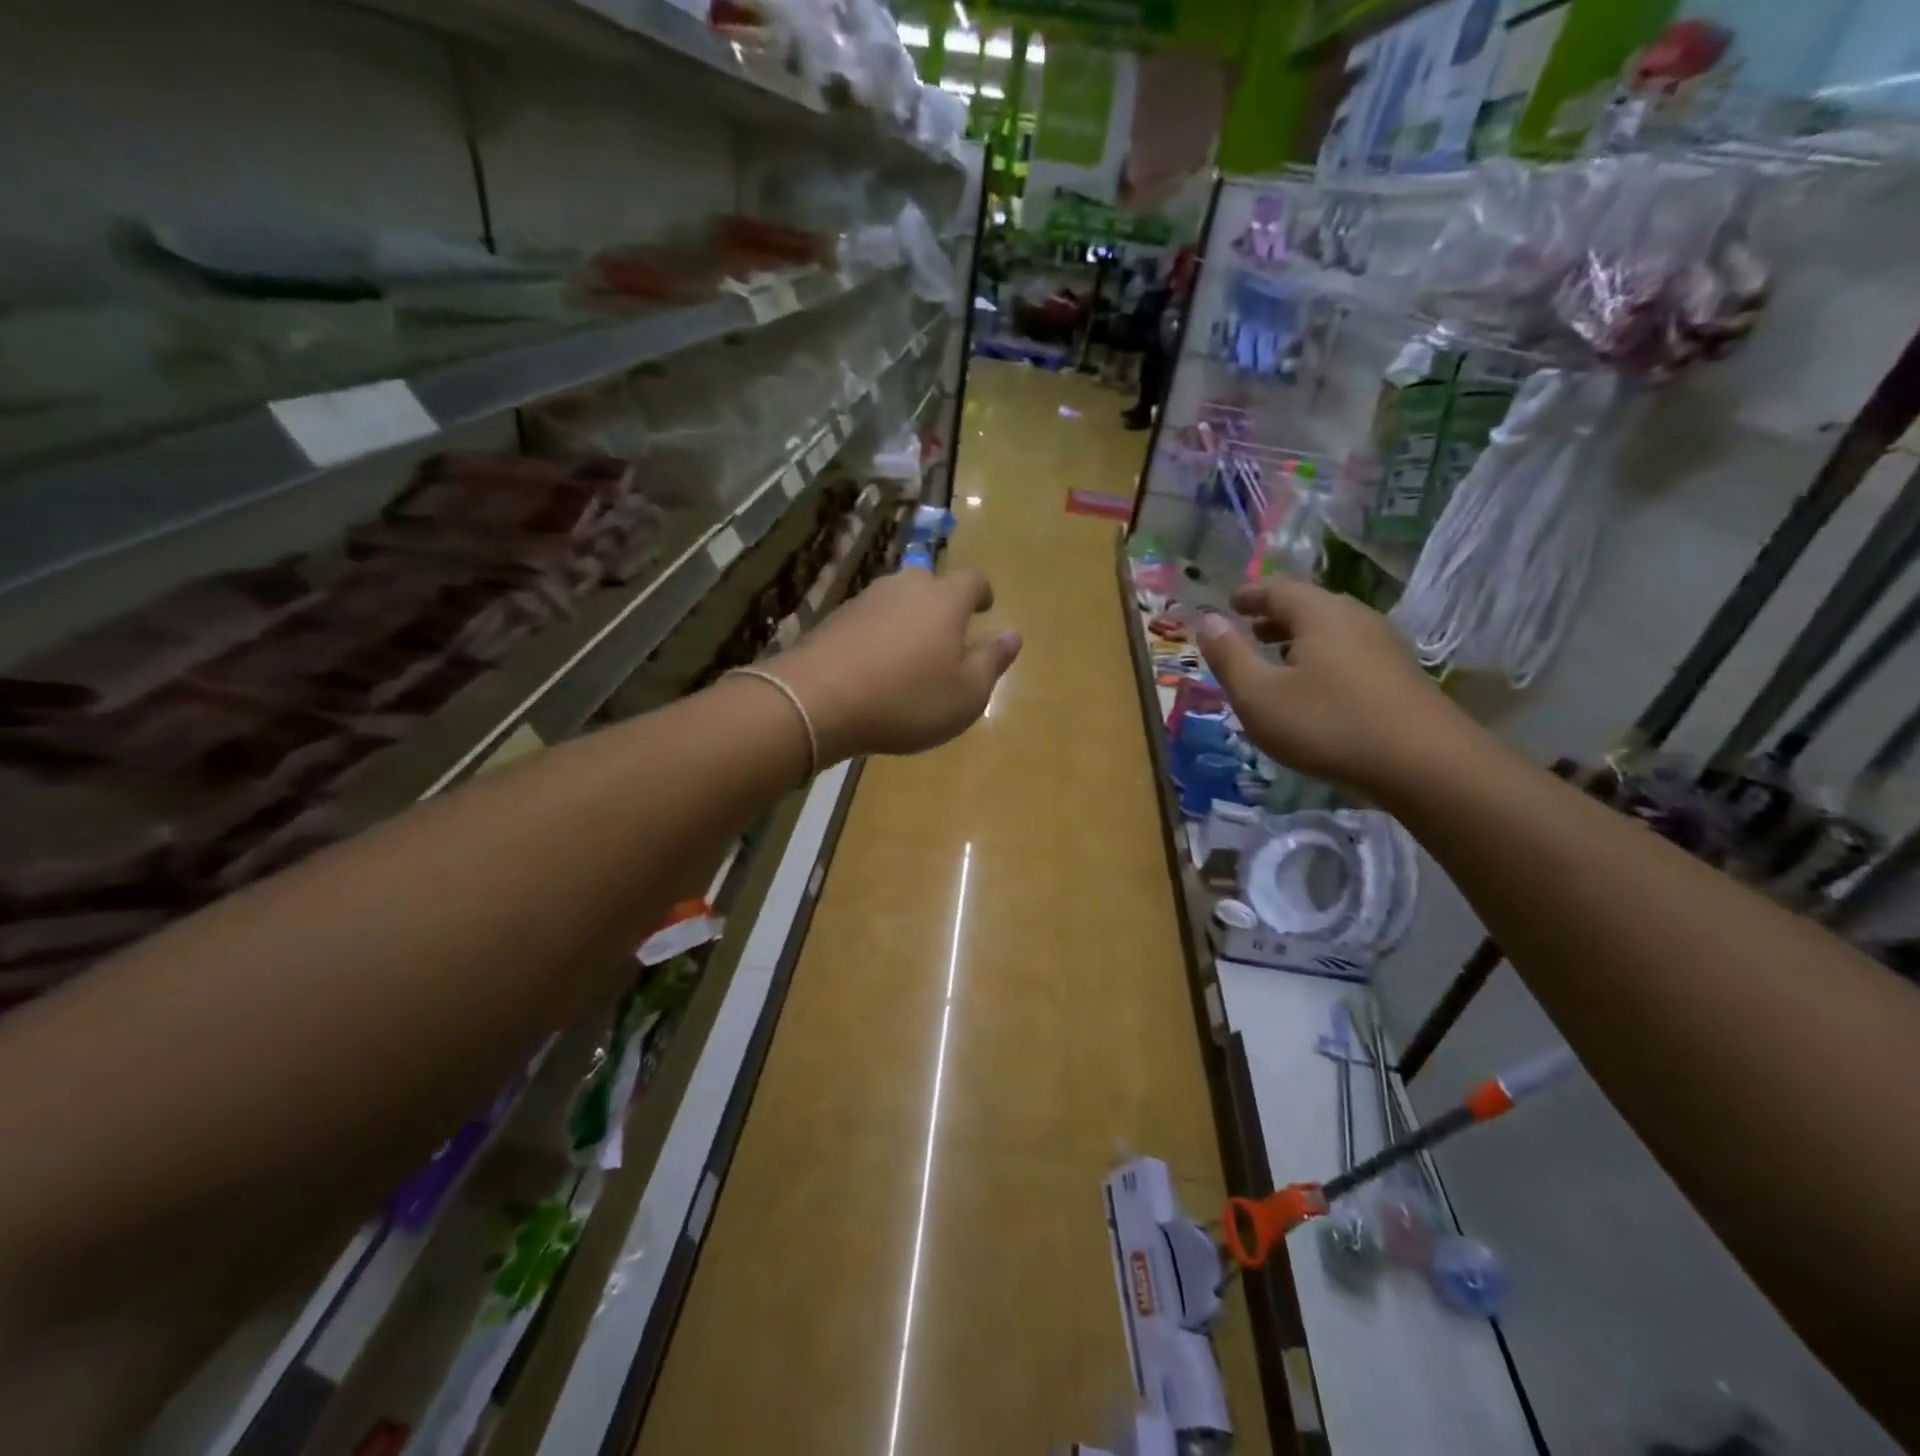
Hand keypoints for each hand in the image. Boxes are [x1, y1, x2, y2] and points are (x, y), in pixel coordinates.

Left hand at [776, 567, 1020, 761]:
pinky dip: (879, 635)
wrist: (816, 701)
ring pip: (897, 601)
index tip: (984, 609)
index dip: (982, 593)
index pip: (973, 580)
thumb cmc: (906, 700)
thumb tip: (1012, 634)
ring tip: (910, 655)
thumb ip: (992, 661)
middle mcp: (905, 587)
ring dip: (908, 620)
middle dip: (943, 606)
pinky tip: (874, 665)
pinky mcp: (835, 618)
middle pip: (931, 584)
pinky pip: (869, 620)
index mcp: (945, 600)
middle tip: (947, 637)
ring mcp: (866, 599)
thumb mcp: (965, 694)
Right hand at [1196, 579, 1473, 797]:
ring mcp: (1383, 644)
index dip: (1249, 596)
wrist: (1425, 764)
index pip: (1277, 589)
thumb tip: (1207, 620)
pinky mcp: (1400, 673)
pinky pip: (1350, 651)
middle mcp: (1354, 618)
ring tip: (1278, 659)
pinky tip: (1316, 688)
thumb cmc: (1327, 724)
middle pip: (1309, 605)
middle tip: (1250, 631)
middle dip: (1275, 616)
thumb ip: (1229, 656)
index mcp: (1318, 614)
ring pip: (1332, 629)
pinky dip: (1323, 657)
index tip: (1230, 604)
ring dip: (1300, 638)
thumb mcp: (1259, 695)